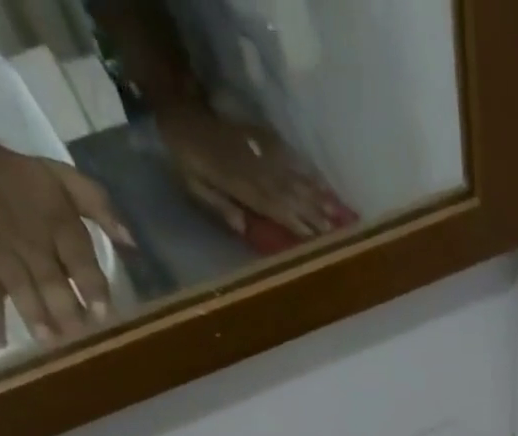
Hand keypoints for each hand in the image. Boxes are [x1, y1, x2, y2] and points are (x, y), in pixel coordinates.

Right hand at [0, 134, 132, 348]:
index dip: (93, 289)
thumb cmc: (19, 177)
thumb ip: (100, 206)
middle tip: (83, 341)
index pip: (81, 261)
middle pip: (53, 284)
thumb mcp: (63, 177)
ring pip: (22, 293)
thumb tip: (132, 242)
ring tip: (51, 346)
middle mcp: (31, 243)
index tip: (104, 315)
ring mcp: (1, 256)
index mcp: (59, 224)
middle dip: (68, 314)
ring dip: (36, 320)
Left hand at [155, 99, 354, 240]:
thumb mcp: (192, 185)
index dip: (297, 223)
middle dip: (316, 214)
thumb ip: (218, 204)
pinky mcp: (262, 139)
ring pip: (295, 177)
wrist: (178, 113)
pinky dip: (307, 170)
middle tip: (339, 231)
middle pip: (291, 195)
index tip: (318, 239)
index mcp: (240, 184)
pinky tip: (322, 183)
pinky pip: (289, 156)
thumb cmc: (183, 158)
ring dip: (318, 196)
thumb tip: (242, 227)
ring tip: (339, 212)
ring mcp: (261, 153)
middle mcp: (256, 169)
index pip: (275, 208)